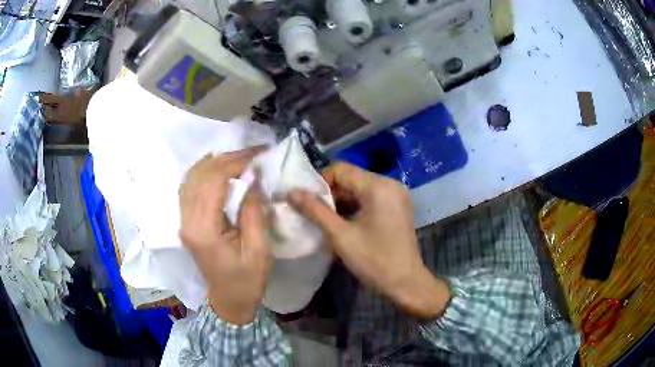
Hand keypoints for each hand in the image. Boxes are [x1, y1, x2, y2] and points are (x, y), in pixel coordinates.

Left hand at [179, 149, 269, 324]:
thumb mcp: (259, 250)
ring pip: (191, 177)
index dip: (235, 163)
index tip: (258, 156)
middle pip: (200, 175)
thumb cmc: (247, 280)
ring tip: (238, 158)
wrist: (228, 301)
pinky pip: (189, 187)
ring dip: (214, 162)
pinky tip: (218, 168)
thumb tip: (253, 178)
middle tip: (253, 153)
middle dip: (227, 158)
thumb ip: (254, 212)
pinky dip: (204, 172)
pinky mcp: (185, 222)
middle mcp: (187, 221)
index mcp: (203, 229)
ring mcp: (183, 221)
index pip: (213, 181)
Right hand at [289, 162, 449, 319]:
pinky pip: (370, 199)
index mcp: (378, 186)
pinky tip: (343, 223)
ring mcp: (396, 195)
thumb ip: (315, 211)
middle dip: (330, 194)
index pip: (341, 169)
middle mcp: (390, 184)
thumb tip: (291, 192)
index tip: (306, 201)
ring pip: (359, 189)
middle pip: (351, 178)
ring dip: (341, 201)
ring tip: (324, 220)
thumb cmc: (374, 261)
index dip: (320, 182)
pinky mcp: (397, 207)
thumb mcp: (340, 236)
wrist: (405, 283)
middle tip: (312, 213)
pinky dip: (354, 207)